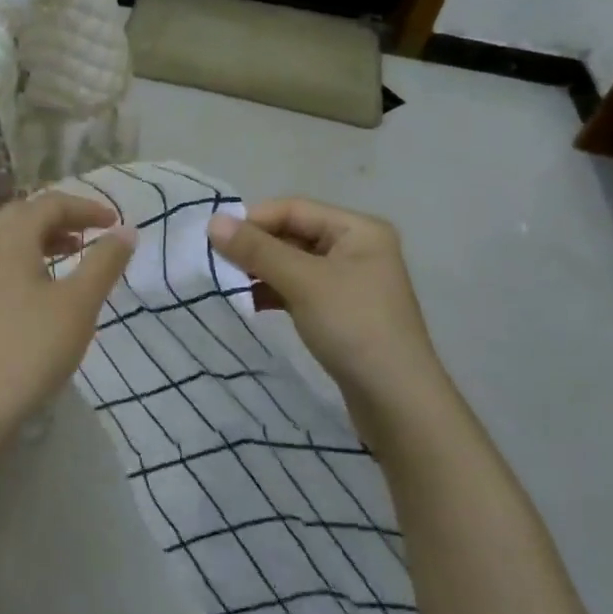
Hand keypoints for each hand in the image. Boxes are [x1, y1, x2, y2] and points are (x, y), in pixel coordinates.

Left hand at [0, 191, 136, 456]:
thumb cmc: (32, 348)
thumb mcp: (79, 303)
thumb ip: (104, 261)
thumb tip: (127, 231)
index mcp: (9, 235)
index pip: (51, 203)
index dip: (86, 207)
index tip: (115, 223)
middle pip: (26, 212)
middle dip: (63, 217)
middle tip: (94, 232)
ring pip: (10, 234)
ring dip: (44, 235)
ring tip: (74, 252)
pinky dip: (26, 254)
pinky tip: (44, 281)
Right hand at [206, 198, 440, 402]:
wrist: (399, 404)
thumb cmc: (355, 328)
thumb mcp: (303, 282)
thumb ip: (257, 250)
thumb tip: (213, 221)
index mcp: (358, 229)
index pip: (294, 209)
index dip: (254, 220)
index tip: (216, 240)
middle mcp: (356, 247)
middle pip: (293, 233)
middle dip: (256, 247)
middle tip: (219, 263)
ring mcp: (350, 281)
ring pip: (293, 263)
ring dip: (261, 271)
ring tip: (230, 284)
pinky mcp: (341, 311)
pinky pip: (299, 288)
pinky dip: (274, 292)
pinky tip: (251, 304)